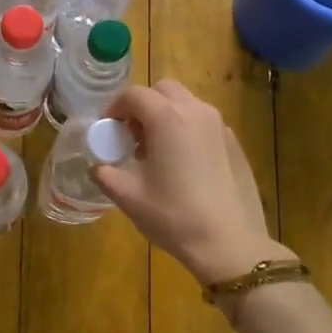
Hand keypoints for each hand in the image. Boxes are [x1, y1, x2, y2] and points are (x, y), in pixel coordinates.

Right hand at [93, 80, 295, 285]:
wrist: (227, 241)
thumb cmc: (173, 216)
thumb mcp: (128, 196)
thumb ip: (105, 174)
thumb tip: (98, 166)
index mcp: (166, 118)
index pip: (134, 95)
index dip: (115, 108)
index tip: (107, 129)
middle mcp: (195, 111)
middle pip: (163, 90)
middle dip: (142, 105)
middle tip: (130, 135)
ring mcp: (219, 125)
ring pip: (186, 103)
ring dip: (165, 114)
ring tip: (155, 150)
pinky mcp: (233, 142)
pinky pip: (203, 122)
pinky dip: (186, 128)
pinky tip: (181, 163)